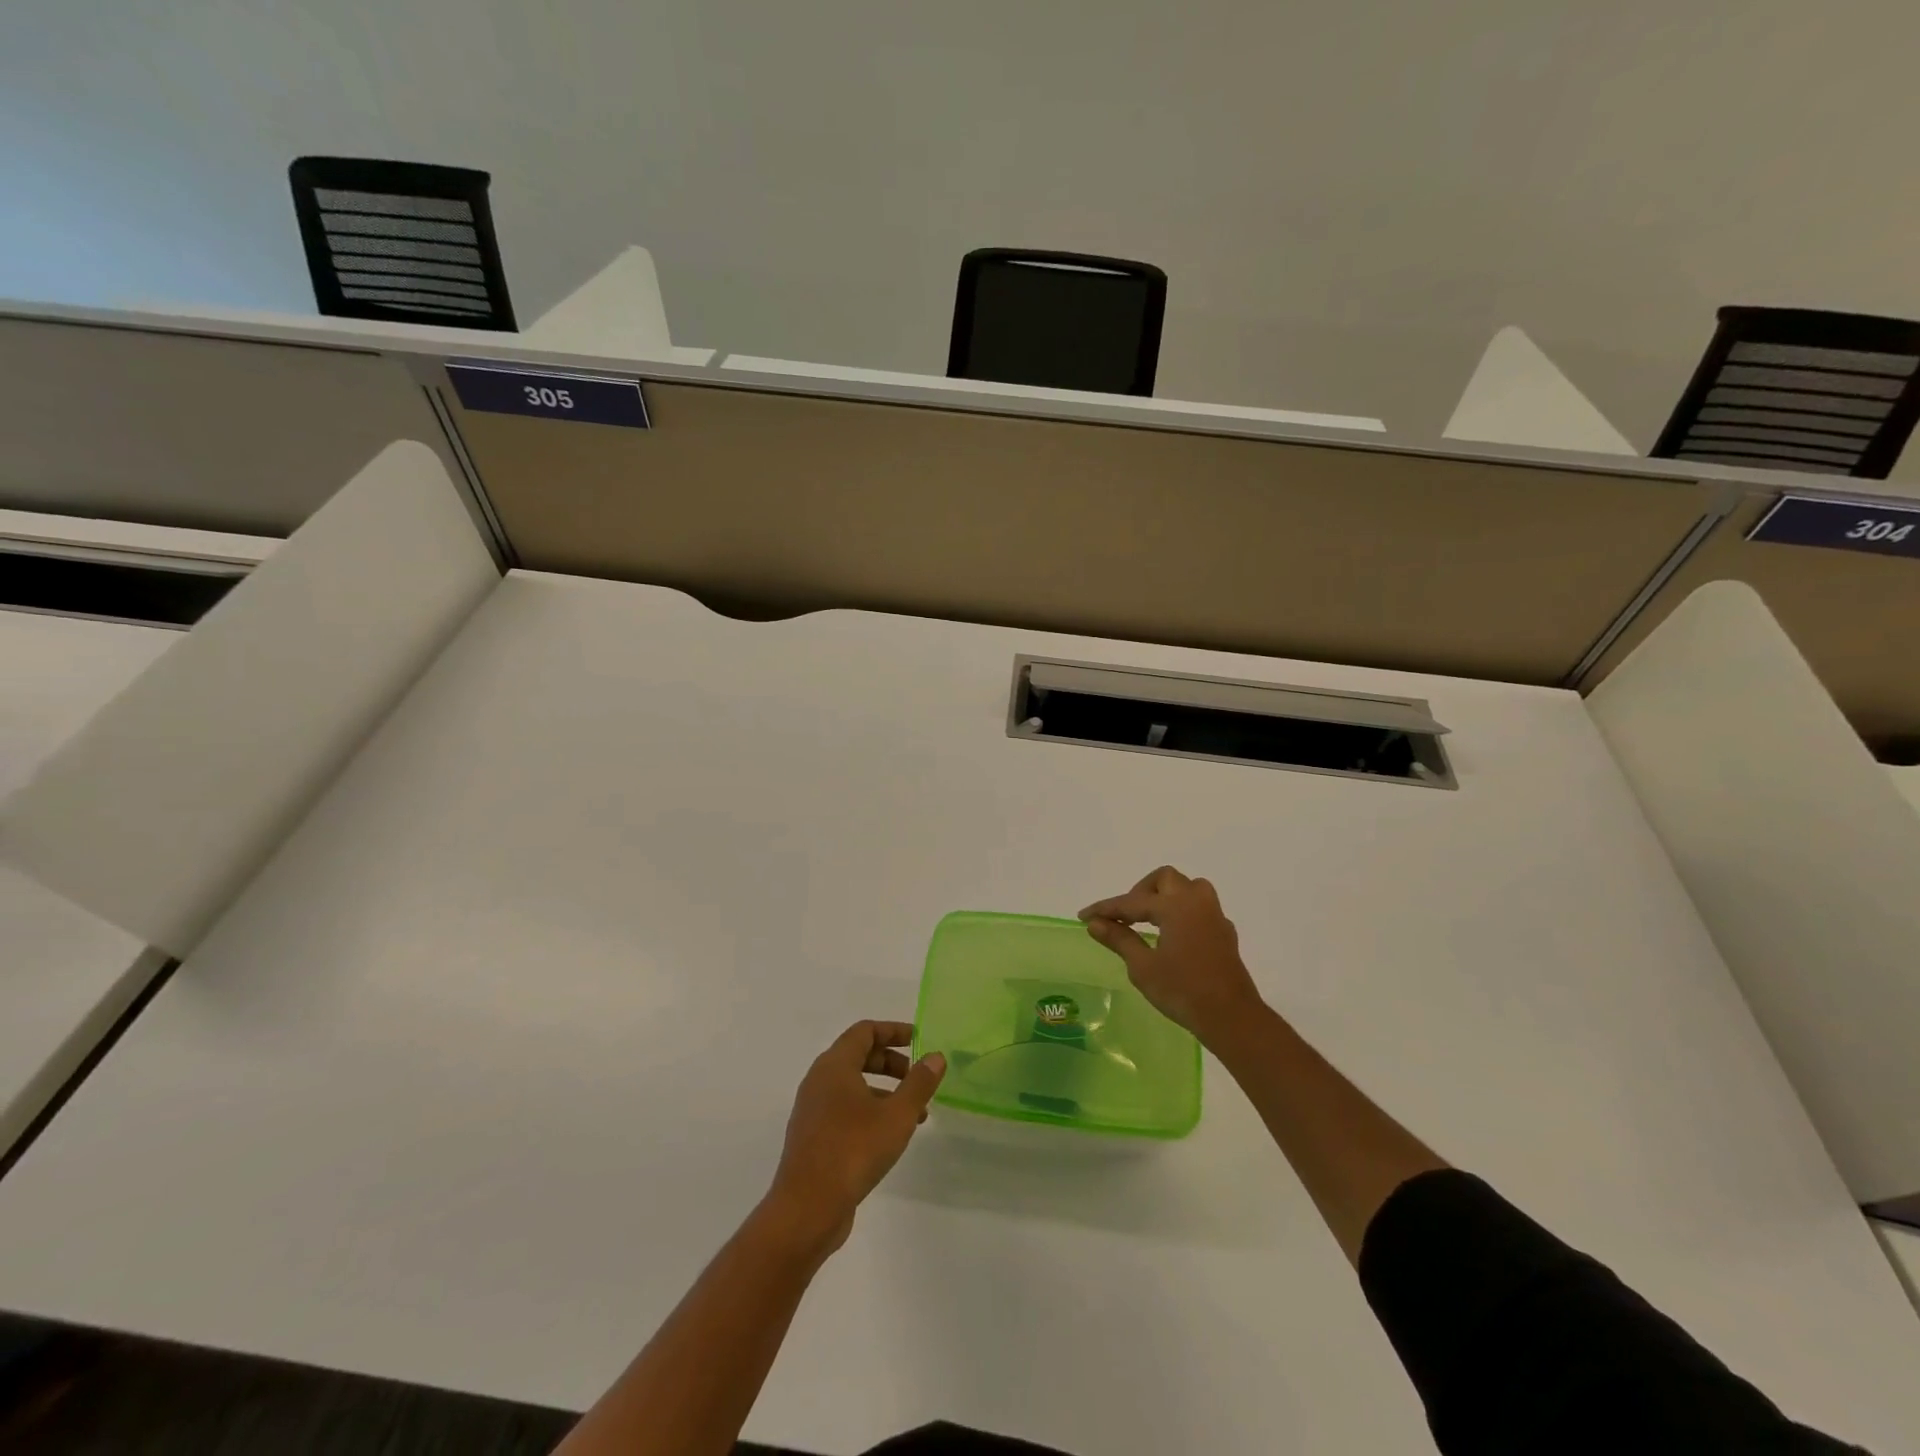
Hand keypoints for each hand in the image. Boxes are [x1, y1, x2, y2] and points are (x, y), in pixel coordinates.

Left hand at [765, 1021, 945, 1254]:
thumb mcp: (897, 1115)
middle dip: (892, 1062)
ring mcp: (813, 1110)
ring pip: (853, 1085)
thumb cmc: (853, 1150)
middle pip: (858, 1055)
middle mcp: (819, 1080)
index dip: (893, 1031)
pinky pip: (845, 1109)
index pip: (864, 1031)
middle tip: (918, 1077)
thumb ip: (919, 1083)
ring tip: (915, 1113)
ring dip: (885, 1090)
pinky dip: (870, 1110)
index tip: (919, 1040)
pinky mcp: (813, 1136)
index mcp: (834, 1065)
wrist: (806, 1209)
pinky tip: (890, 1135)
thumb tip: (935, 1057)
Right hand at [1079, 866, 1265, 1045]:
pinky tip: (1172, 934)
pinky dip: (1181, 911)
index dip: (1106, 908)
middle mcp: (1197, 902)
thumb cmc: (1183, 991)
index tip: (1084, 916)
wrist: (1231, 1018)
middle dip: (1140, 892)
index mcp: (1175, 906)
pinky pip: (1200, 908)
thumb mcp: (1143, 967)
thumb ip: (1120, 939)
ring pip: (1188, 888)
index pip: (1132, 902)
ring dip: (1166, 895)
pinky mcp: (1224, 932)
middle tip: (1124, 916)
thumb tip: (1095, 923)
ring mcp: (1214, 916)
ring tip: (1148, 919)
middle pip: (1165, 879)